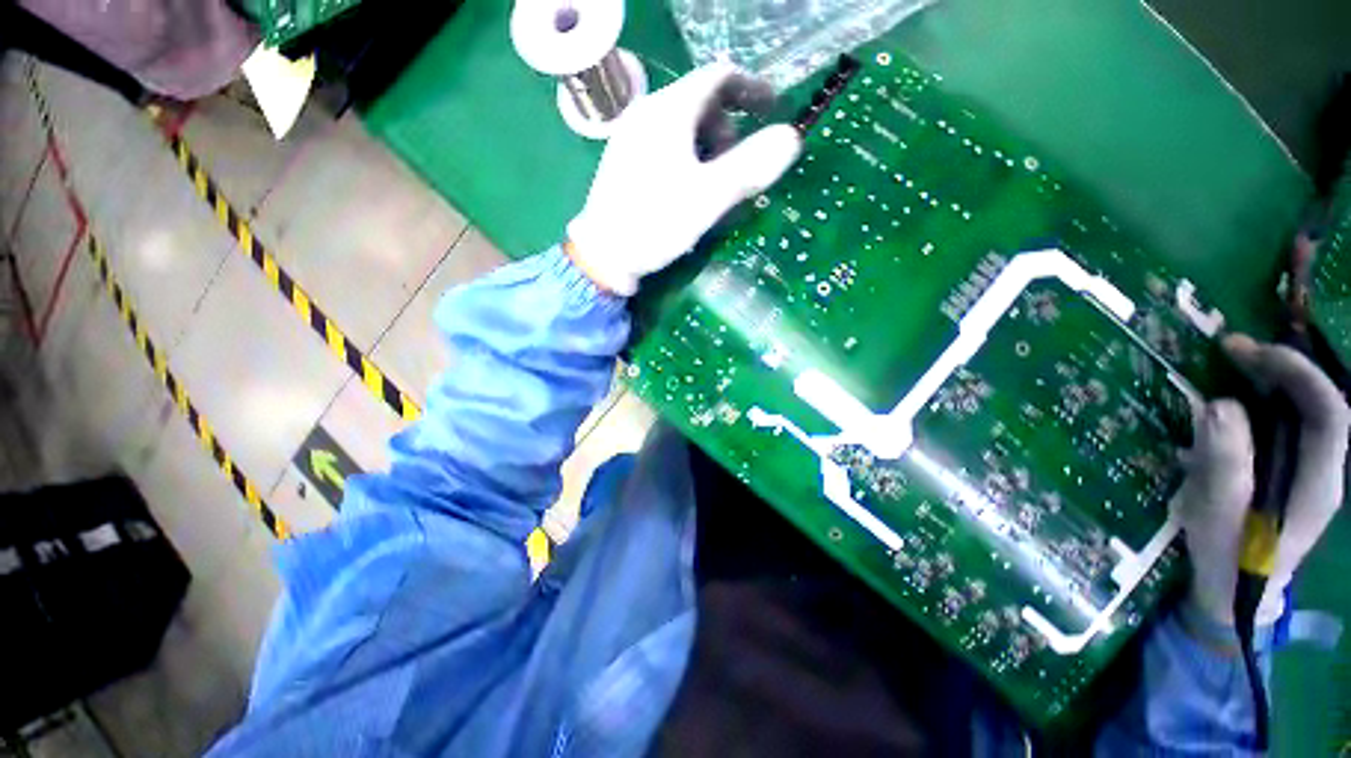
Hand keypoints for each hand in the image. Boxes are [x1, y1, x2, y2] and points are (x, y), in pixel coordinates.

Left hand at [566, 63, 801, 295]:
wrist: (603, 256)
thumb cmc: (654, 225)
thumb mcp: (707, 198)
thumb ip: (749, 167)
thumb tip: (792, 137)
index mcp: (668, 111)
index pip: (719, 77)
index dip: (753, 89)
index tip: (775, 111)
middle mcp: (648, 113)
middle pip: (703, 105)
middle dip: (731, 132)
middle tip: (742, 170)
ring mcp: (633, 137)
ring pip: (685, 129)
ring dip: (711, 151)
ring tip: (718, 189)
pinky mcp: (627, 161)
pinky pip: (668, 148)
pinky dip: (690, 161)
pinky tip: (692, 192)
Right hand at [1175, 333, 1350, 627]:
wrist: (1236, 595)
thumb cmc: (1230, 559)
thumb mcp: (1219, 514)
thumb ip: (1225, 463)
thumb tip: (1219, 405)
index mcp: (1319, 482)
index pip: (1329, 412)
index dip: (1298, 373)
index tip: (1247, 352)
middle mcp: (1324, 469)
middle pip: (1320, 404)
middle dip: (1282, 368)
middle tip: (1231, 348)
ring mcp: (1308, 471)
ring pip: (1304, 411)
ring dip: (1272, 380)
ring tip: (1231, 363)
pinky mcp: (1288, 472)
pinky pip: (1285, 425)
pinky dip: (1262, 401)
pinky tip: (1232, 399)